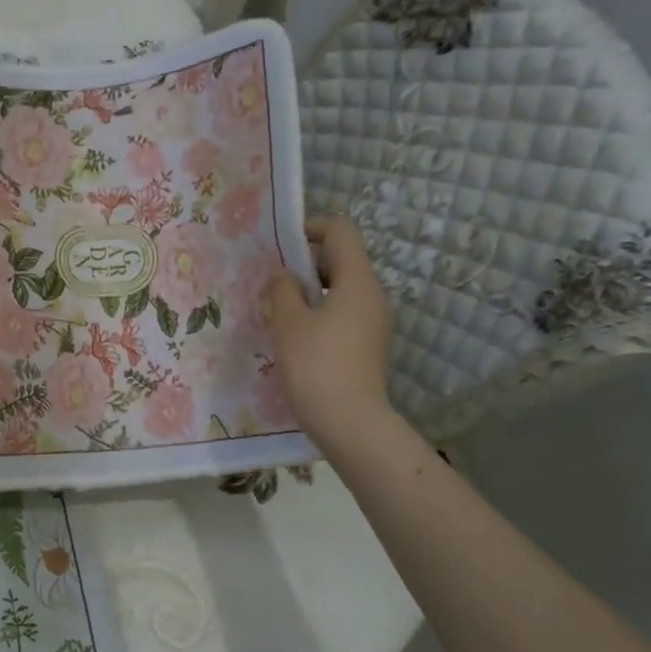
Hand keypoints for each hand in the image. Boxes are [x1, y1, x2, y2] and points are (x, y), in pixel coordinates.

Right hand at [266, 216, 395, 440]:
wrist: (350, 422)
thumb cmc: (315, 365)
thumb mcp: (288, 322)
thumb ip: (283, 289)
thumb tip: (286, 275)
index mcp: (357, 280)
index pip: (341, 231)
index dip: (311, 229)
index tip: (282, 247)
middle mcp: (373, 295)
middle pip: (343, 258)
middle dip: (308, 262)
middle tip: (275, 281)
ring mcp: (375, 321)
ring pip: (344, 288)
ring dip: (313, 289)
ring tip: (282, 309)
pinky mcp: (370, 344)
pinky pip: (346, 312)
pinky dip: (323, 311)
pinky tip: (299, 335)